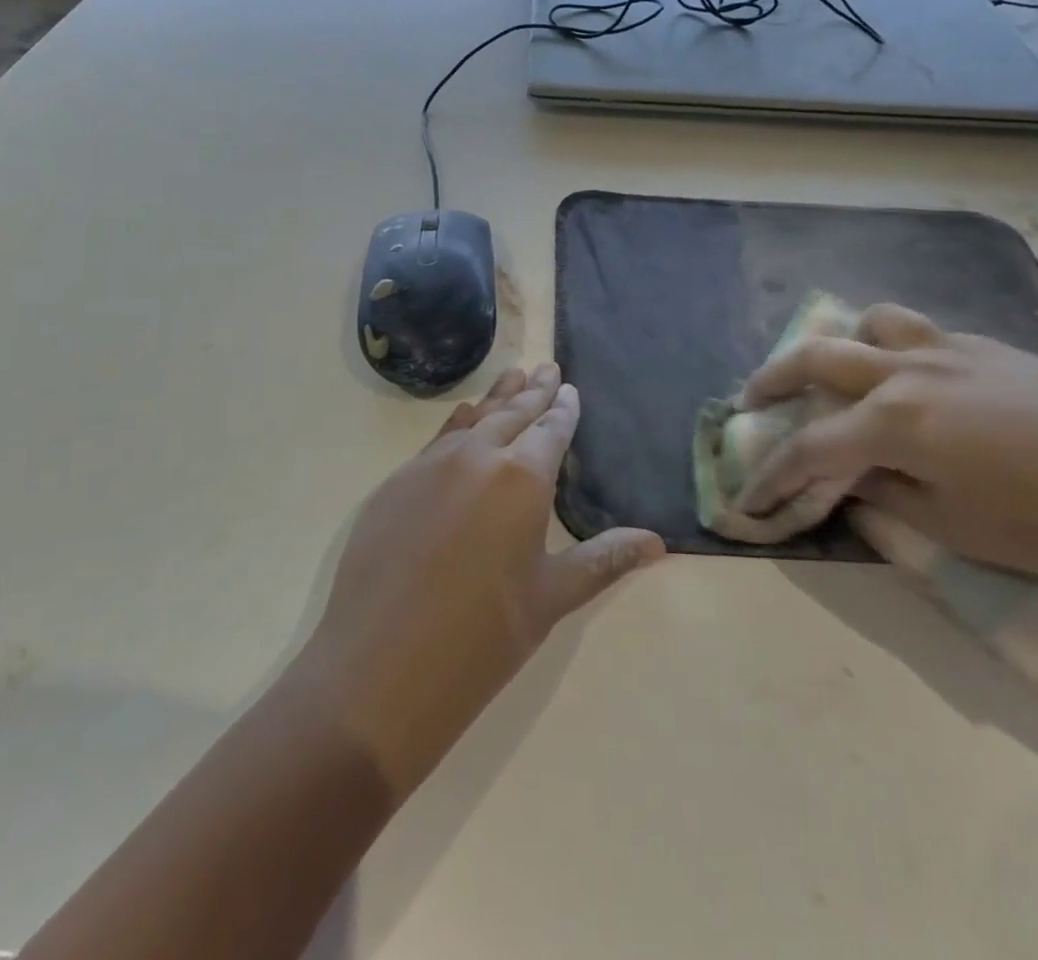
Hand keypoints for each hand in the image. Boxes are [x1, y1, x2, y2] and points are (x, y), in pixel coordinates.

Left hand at [298, 364, 663, 794]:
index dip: (563, 409)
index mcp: (522, 478)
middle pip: (512, 412)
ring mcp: (430, 466)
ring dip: (495, 398)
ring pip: (472, 418)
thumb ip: (604, 559)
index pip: (551, 429)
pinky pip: (437, 440)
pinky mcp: (395, 484)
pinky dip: (458, 424)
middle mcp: (477, 456)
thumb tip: (657, 543)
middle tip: (546, 367)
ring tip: (512, 377)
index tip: (569, 388)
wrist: (380, 670)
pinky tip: (463, 420)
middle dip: (533, 391)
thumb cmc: (483, 637)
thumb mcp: (552, 597)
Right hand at [740, 305, 1037, 599]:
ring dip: (840, 344)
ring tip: (835, 372)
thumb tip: (856, 479)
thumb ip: (892, 497)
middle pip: (819, 357)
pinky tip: (915, 382)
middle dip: (773, 379)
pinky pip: (924, 334)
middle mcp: (911, 370)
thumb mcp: (963, 530)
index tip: (746, 500)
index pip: (809, 446)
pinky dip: (895, 349)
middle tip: (750, 400)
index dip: (771, 475)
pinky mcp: (997, 350)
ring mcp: (955, 351)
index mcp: (896, 419)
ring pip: (874, 323)